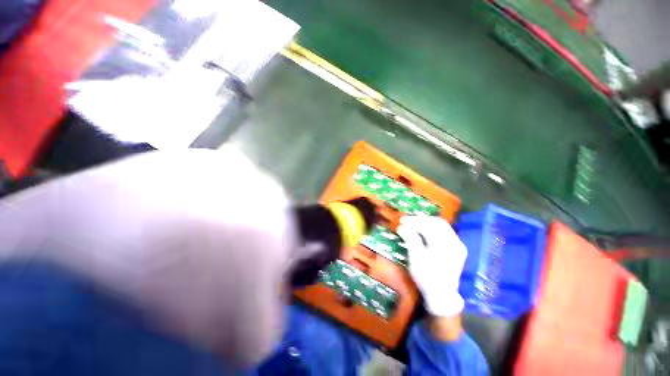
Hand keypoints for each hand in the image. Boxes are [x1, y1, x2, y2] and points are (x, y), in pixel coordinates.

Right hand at [397, 215, 466, 317]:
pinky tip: (425, 231)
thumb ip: (410, 239)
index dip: (414, 221)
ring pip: (442, 226)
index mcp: (444, 245)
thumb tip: (401, 226)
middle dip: (421, 219)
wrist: (441, 295)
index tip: (402, 220)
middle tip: (408, 221)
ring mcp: (458, 245)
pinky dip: (433, 229)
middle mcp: (455, 242)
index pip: (428, 225)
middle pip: (438, 223)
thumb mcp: (415, 257)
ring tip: (414, 224)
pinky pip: (445, 232)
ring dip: (427, 223)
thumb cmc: (426, 276)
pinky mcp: (457, 249)